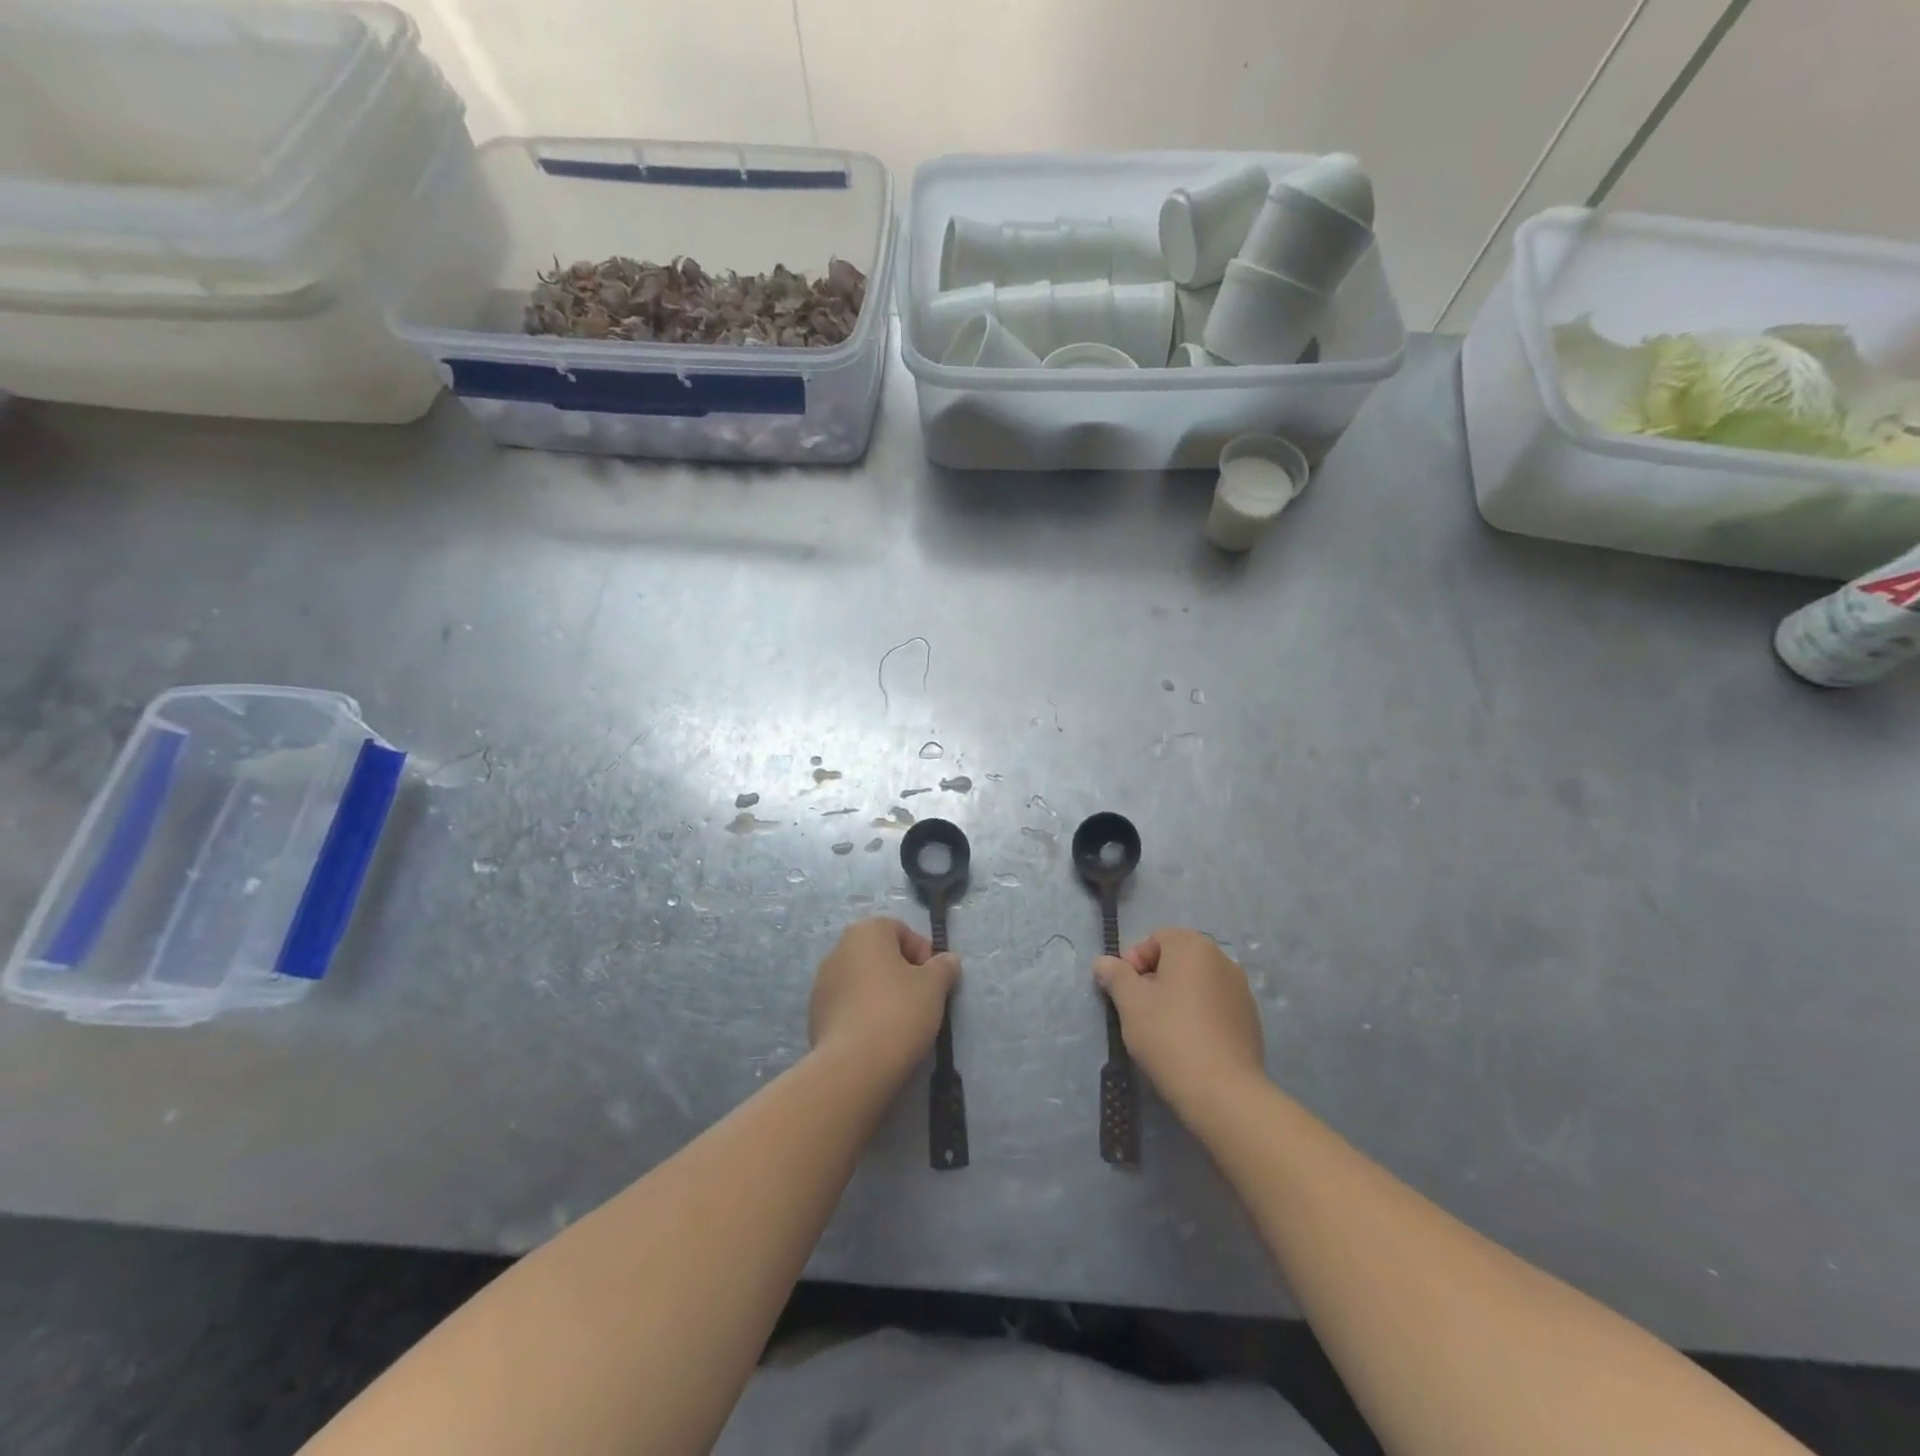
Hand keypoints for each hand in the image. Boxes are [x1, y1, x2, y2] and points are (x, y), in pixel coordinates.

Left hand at [809, 918, 958, 1080]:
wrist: (853, 1065)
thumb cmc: (898, 1011)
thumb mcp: (934, 986)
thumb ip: (943, 967)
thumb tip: (948, 960)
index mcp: (865, 932)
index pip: (900, 930)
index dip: (922, 951)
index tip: (933, 979)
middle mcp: (838, 949)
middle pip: (879, 954)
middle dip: (901, 972)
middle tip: (920, 999)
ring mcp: (821, 982)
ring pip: (862, 980)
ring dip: (880, 993)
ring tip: (899, 1022)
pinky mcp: (814, 1014)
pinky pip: (847, 1005)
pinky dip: (863, 1013)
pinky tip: (877, 1036)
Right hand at [1094, 927, 1264, 1113]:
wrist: (1223, 1092)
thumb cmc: (1169, 1034)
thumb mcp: (1129, 1001)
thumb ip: (1114, 975)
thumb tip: (1104, 962)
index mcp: (1194, 947)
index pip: (1157, 938)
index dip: (1134, 960)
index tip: (1123, 990)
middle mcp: (1223, 960)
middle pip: (1178, 960)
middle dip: (1154, 979)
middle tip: (1137, 1009)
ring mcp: (1242, 992)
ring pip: (1197, 985)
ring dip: (1176, 998)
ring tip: (1161, 1030)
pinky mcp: (1250, 1022)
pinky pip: (1215, 1008)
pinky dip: (1198, 1017)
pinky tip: (1187, 1045)